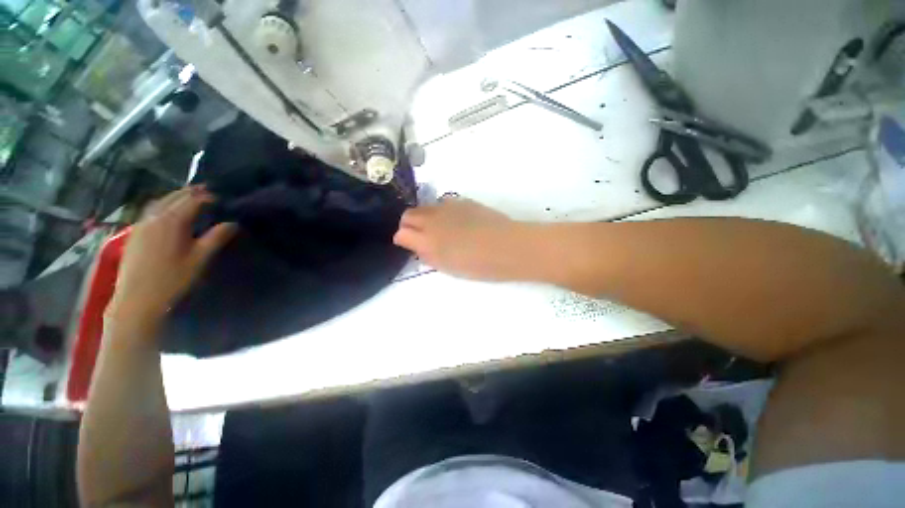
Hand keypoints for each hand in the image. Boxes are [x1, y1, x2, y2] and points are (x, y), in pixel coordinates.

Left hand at [107, 187, 236, 332]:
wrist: (137, 299)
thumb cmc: (172, 279)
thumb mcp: (199, 259)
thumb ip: (216, 238)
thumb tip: (232, 223)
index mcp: (172, 221)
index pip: (192, 200)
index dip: (208, 197)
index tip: (222, 199)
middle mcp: (154, 217)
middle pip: (174, 197)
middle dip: (192, 193)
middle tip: (208, 193)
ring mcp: (141, 224)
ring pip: (160, 201)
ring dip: (176, 197)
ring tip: (190, 198)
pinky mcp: (134, 232)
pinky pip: (150, 210)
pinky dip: (162, 205)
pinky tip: (168, 212)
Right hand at [393, 198, 529, 280]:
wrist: (507, 246)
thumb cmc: (478, 265)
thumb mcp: (448, 267)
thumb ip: (428, 256)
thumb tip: (418, 247)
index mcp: (427, 240)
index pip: (401, 233)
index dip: (403, 239)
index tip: (409, 245)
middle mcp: (433, 219)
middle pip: (408, 215)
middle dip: (409, 225)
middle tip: (420, 237)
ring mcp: (448, 207)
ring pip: (425, 207)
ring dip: (425, 217)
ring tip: (439, 230)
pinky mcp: (462, 201)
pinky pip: (443, 204)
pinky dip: (442, 213)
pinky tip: (456, 223)